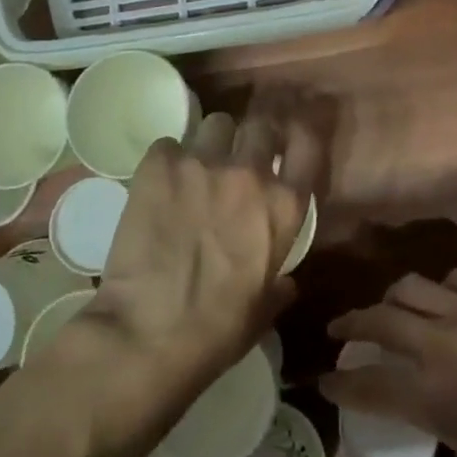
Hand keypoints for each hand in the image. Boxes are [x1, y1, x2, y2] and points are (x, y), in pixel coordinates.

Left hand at [85, 95, 324, 404]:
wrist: (148, 334)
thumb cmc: (216, 331)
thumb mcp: (263, 310)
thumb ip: (279, 285)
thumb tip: (286, 283)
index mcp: (284, 206)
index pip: (308, 142)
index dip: (301, 133)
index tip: (289, 140)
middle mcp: (250, 172)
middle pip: (260, 123)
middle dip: (252, 135)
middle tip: (239, 155)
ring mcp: (204, 163)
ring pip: (216, 123)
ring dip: (211, 142)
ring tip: (196, 167)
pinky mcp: (160, 165)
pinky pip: (168, 144)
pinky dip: (167, 160)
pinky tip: (158, 184)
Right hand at [323, 271, 456, 456]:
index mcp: (437, 399)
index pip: (368, 382)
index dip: (339, 380)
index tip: (323, 376)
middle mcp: (446, 344)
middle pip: (380, 318)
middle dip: (351, 324)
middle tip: (339, 329)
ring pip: (414, 286)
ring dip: (393, 298)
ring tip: (389, 308)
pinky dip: (442, 288)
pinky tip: (446, 299)